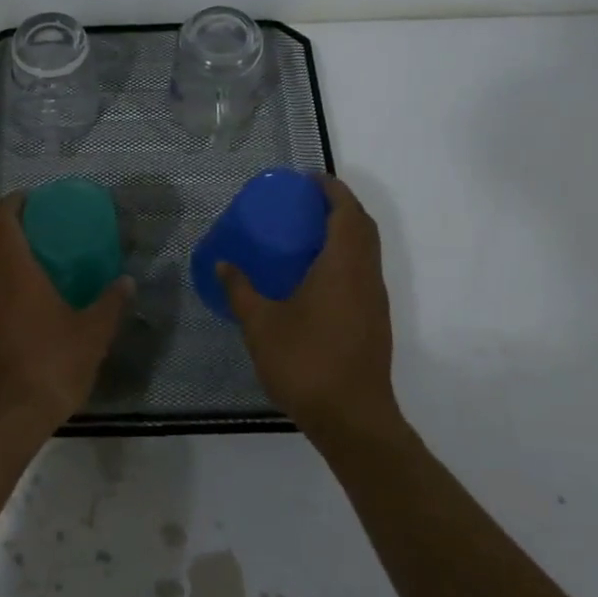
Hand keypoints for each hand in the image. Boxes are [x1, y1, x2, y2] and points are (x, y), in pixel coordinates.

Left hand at [0, 193, 130, 440]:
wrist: (4, 417)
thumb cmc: (50, 365)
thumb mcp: (92, 335)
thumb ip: (110, 304)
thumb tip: (126, 282)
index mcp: (15, 271)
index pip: (4, 221)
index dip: (13, 203)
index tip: (30, 198)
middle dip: (7, 227)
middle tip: (35, 229)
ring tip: (30, 265)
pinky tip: (20, 306)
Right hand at [218, 174, 398, 435]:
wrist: (352, 418)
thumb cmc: (305, 363)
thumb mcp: (261, 324)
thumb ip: (240, 290)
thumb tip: (223, 263)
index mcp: (343, 267)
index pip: (347, 213)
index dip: (332, 189)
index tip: (309, 178)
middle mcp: (365, 276)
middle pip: (363, 227)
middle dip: (340, 206)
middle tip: (306, 200)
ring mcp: (374, 300)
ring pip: (367, 251)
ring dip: (346, 231)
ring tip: (308, 231)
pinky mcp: (374, 320)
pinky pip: (363, 271)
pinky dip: (345, 256)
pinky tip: (316, 274)